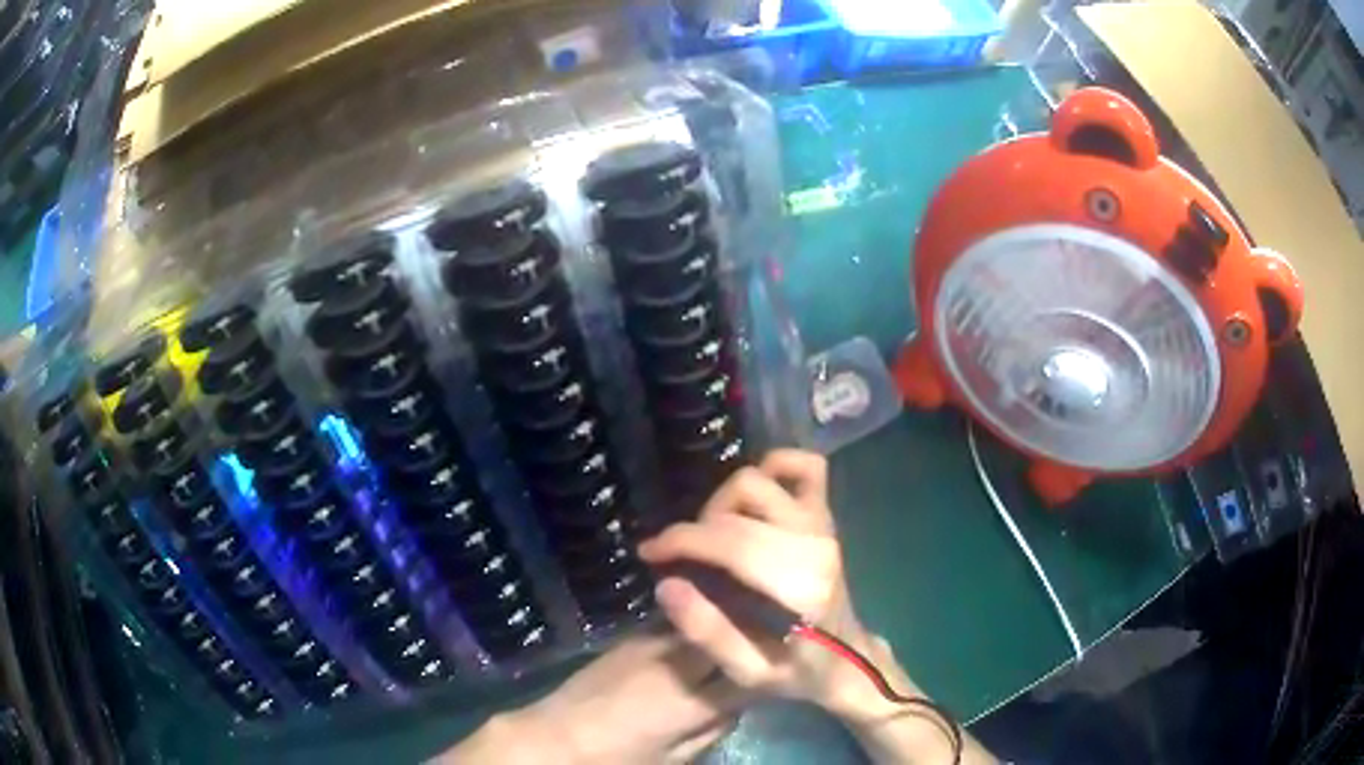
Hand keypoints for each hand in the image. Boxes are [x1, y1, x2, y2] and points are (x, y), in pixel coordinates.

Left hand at [438, 633, 747, 764]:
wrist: (554, 734)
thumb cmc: (616, 758)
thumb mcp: (673, 758)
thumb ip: (712, 730)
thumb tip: (739, 707)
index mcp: (691, 700)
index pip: (748, 674)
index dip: (770, 668)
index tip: (788, 662)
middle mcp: (675, 662)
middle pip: (728, 632)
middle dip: (754, 630)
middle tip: (777, 631)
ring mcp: (650, 643)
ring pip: (702, 619)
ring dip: (725, 616)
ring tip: (744, 617)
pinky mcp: (630, 636)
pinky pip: (674, 621)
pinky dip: (694, 620)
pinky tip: (701, 623)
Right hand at [638, 450, 895, 714]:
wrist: (847, 661)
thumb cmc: (796, 671)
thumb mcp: (748, 672)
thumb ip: (707, 632)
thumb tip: (666, 585)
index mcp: (797, 586)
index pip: (728, 541)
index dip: (679, 540)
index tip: (650, 553)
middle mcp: (813, 544)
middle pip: (737, 506)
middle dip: (696, 527)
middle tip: (684, 558)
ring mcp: (823, 525)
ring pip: (759, 480)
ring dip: (725, 501)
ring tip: (714, 534)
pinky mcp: (826, 517)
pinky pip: (806, 467)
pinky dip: (776, 466)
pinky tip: (753, 496)